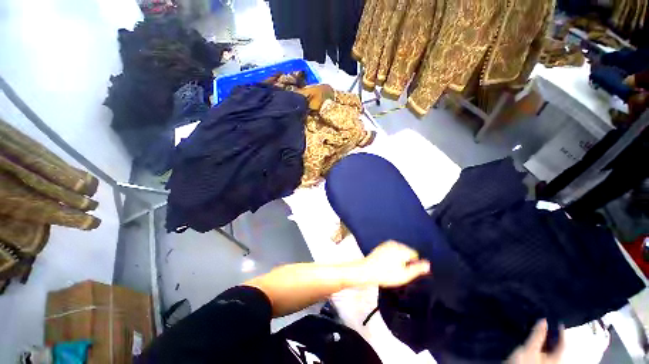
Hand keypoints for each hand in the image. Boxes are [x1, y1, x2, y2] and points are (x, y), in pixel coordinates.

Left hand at [355, 241, 430, 287]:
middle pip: (407, 252)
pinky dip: (392, 256)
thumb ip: (417, 269)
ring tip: (391, 269)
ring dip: (399, 258)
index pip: (415, 255)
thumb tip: (428, 264)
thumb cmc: (386, 274)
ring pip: (399, 251)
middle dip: (406, 260)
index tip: (406, 272)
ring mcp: (387, 244)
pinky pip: (392, 250)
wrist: (367, 271)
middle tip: (398, 271)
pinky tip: (386, 264)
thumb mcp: (404, 275)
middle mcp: (395, 243)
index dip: (413, 264)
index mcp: (402, 249)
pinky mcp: (381, 246)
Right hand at [506, 320, 564, 363]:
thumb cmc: (525, 362)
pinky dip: (539, 345)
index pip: (563, 342)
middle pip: (556, 346)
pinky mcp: (537, 362)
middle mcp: (555, 360)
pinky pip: (542, 352)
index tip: (557, 321)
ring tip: (537, 330)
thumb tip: (543, 320)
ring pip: (548, 349)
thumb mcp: (529, 348)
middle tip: (544, 324)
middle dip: (550, 335)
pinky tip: (532, 341)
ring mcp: (546, 363)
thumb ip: (537, 334)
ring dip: (543, 339)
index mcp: (557, 357)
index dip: (561, 331)